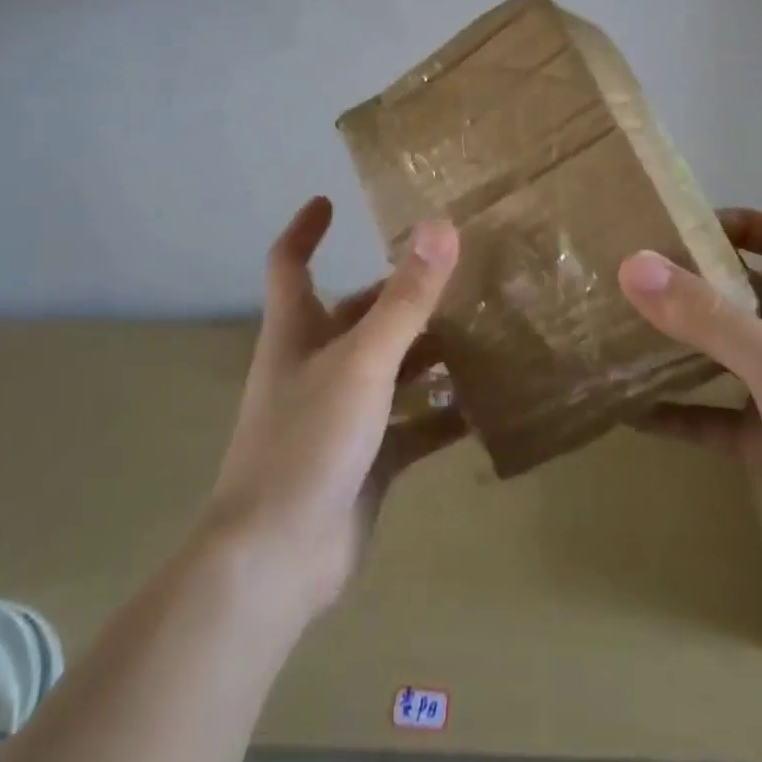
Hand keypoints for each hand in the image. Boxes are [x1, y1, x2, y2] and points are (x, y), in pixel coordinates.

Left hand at [202, 196, 463, 620]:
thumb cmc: (308, 442)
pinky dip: (441, 414)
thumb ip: (405, 298)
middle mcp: (316, 366)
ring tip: (483, 333)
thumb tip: (440, 227)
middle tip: (455, 275)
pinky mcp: (365, 459)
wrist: (277, 560)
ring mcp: (341, 415)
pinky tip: (484, 407)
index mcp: (298, 333)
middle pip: (357, 315)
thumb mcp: (363, 360)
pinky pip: (411, 425)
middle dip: (398, 295)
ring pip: (391, 369)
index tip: (329, 201)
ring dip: (429, 354)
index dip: (306, 230)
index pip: (292, 265)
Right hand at [617, 208, 761, 617]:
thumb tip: (633, 265)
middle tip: (630, 280)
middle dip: (691, 283)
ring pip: (721, 354)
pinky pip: (710, 416)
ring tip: (620, 334)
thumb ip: (707, 315)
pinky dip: (675, 412)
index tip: (679, 228)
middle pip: (741, 293)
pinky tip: (630, 413)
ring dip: (677, 345)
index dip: (738, 223)